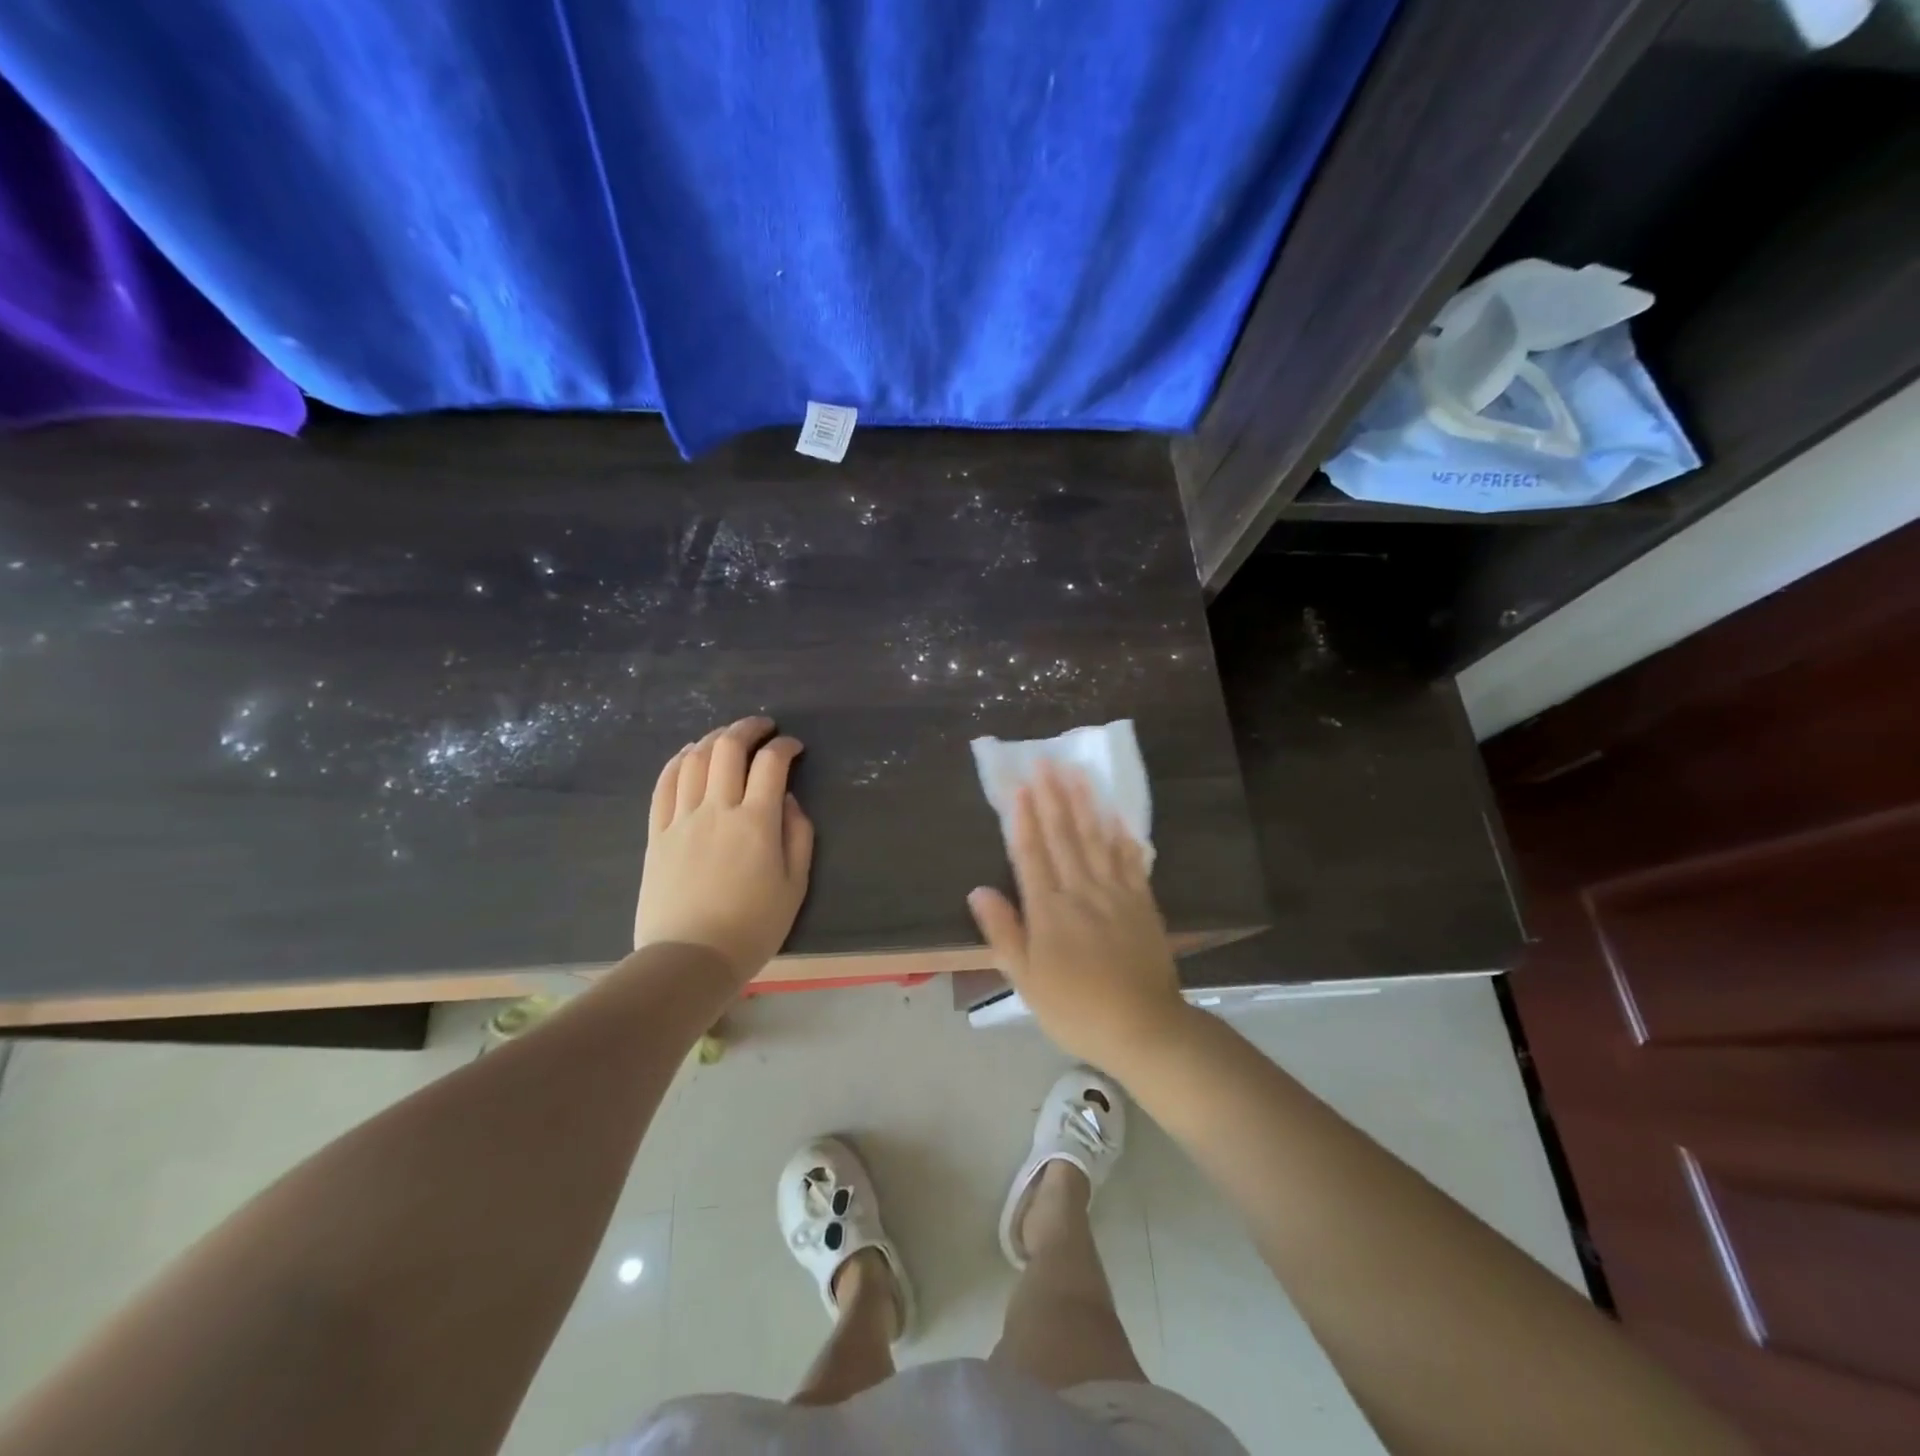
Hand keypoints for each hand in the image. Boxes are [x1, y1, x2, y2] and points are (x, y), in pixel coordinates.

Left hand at [634, 716, 814, 982]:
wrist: (690, 959)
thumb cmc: (752, 927)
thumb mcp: (795, 886)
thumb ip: (798, 836)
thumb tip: (788, 801)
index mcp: (756, 822)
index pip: (771, 764)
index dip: (785, 747)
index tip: (794, 748)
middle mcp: (717, 809)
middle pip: (728, 749)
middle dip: (748, 728)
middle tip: (763, 728)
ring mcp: (682, 819)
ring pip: (694, 759)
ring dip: (713, 738)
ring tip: (728, 737)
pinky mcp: (658, 833)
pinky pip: (664, 785)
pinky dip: (678, 761)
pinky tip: (688, 755)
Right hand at [966, 762, 1187, 1072]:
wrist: (1143, 1028)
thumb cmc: (1076, 1009)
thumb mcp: (1026, 980)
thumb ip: (1003, 932)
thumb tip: (978, 890)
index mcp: (1049, 911)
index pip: (1032, 854)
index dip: (1024, 818)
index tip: (1019, 786)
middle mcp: (1081, 892)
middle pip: (1064, 837)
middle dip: (1053, 797)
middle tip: (1046, 761)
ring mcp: (1116, 894)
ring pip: (1097, 839)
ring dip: (1085, 804)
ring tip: (1077, 772)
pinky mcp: (1143, 903)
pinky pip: (1130, 860)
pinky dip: (1121, 834)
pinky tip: (1115, 813)